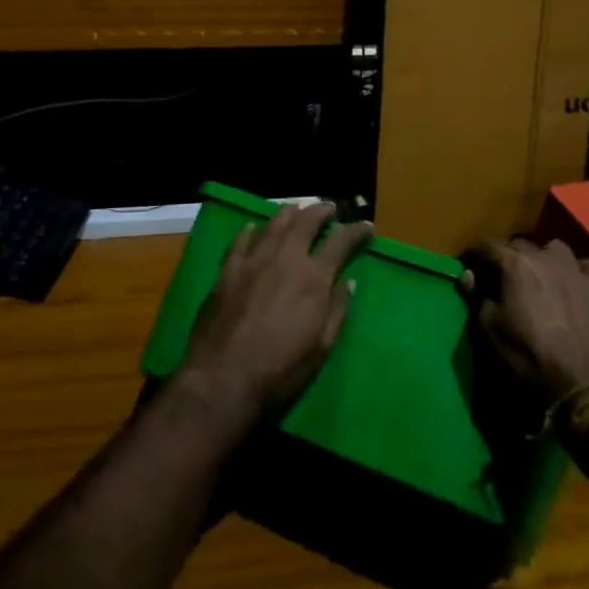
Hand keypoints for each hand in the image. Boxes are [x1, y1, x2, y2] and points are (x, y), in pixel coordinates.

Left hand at [174, 203, 371, 424]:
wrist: (222, 380)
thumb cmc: (279, 371)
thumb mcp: (321, 348)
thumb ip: (337, 310)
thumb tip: (349, 281)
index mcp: (313, 279)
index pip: (341, 242)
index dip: (356, 230)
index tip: (366, 225)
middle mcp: (285, 259)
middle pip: (305, 222)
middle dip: (321, 211)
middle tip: (329, 208)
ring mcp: (253, 261)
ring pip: (274, 224)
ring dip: (290, 213)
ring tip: (298, 209)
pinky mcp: (227, 270)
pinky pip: (242, 240)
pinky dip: (253, 230)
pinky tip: (255, 227)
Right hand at [469, 239, 588, 403]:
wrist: (583, 382)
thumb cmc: (529, 355)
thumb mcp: (490, 330)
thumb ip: (478, 297)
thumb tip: (469, 275)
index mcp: (516, 264)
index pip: (488, 246)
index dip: (475, 253)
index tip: (468, 262)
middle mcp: (546, 256)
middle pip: (520, 244)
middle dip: (508, 255)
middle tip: (502, 275)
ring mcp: (577, 268)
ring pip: (555, 248)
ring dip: (544, 257)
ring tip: (540, 275)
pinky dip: (580, 270)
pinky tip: (576, 282)